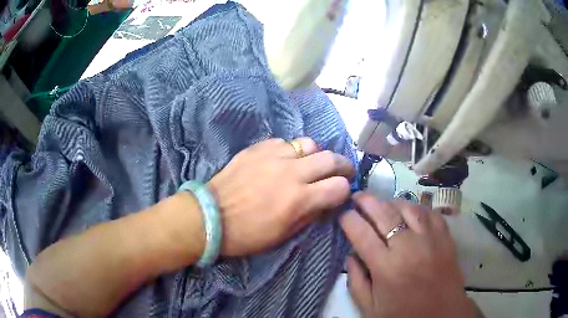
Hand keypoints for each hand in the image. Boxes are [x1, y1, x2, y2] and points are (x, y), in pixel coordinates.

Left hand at [208, 138, 354, 256]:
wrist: (210, 216)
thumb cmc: (247, 234)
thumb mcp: (284, 234)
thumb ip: (309, 214)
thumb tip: (324, 201)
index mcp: (299, 199)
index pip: (339, 187)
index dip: (345, 191)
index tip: (341, 194)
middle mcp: (291, 172)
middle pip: (331, 158)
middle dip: (342, 165)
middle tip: (341, 171)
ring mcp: (273, 156)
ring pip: (309, 143)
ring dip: (315, 155)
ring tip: (309, 164)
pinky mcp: (257, 148)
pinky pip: (283, 142)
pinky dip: (289, 151)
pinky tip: (282, 160)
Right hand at [340, 192, 480, 317]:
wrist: (442, 315)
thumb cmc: (403, 315)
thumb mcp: (369, 309)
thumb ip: (356, 282)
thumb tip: (350, 255)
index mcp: (386, 268)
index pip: (362, 234)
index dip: (349, 220)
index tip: (343, 214)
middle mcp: (408, 248)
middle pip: (384, 214)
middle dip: (366, 201)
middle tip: (357, 196)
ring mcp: (430, 239)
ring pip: (408, 208)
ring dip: (391, 202)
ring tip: (382, 203)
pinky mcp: (445, 237)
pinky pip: (429, 212)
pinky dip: (416, 208)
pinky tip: (409, 211)